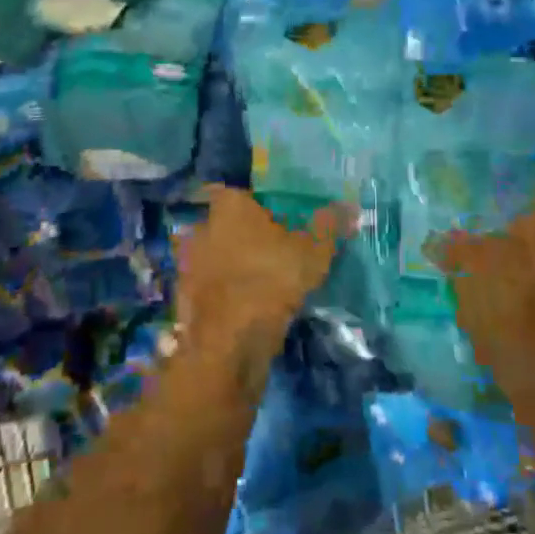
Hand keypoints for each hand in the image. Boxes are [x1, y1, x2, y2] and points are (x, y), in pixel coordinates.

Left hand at [176, 188, 350, 363]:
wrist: (228, 341)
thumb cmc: (270, 279)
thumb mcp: (312, 251)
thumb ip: (328, 225)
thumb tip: (350, 206)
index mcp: (229, 205)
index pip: (242, 192)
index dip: (260, 204)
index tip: (278, 218)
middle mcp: (202, 226)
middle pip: (227, 223)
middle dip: (246, 234)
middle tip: (274, 250)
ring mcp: (189, 262)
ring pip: (216, 255)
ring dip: (233, 264)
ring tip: (261, 281)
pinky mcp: (185, 295)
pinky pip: (210, 285)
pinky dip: (223, 291)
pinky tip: (244, 305)